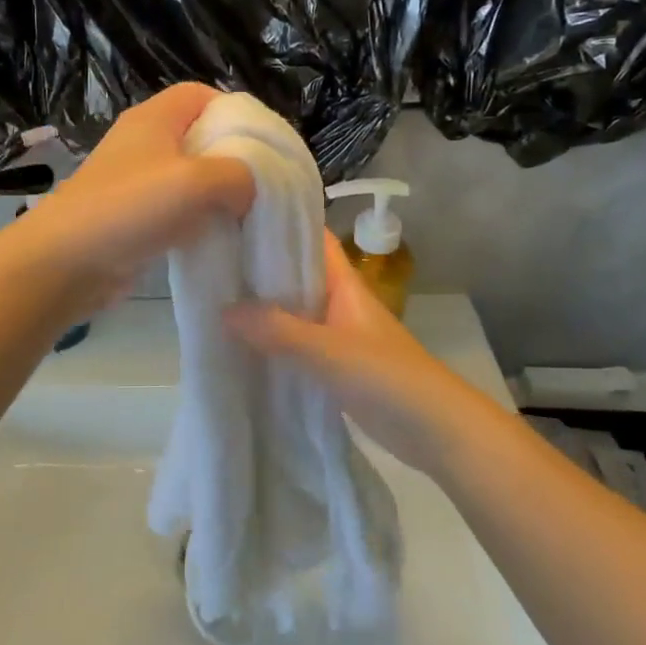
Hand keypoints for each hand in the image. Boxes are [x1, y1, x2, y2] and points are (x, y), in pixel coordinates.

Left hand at [17, 84, 256, 309]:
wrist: (66, 262)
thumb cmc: (131, 208)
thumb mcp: (197, 181)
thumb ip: (239, 175)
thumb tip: (251, 188)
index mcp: (154, 118)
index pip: (201, 94)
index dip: (235, 111)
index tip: (263, 143)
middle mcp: (143, 143)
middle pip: (198, 136)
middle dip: (232, 157)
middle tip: (263, 182)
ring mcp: (135, 182)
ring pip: (188, 177)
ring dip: (216, 193)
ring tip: (247, 212)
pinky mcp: (132, 217)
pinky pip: (175, 209)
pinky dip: (197, 219)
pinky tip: (216, 237)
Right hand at [226, 231, 508, 479]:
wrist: (434, 430)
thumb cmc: (386, 377)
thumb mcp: (327, 350)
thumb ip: (277, 330)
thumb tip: (222, 310)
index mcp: (344, 284)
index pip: (311, 239)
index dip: (279, 223)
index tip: (236, 214)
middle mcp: (339, 302)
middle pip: (296, 275)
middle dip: (259, 267)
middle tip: (211, 258)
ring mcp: (338, 335)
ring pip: (294, 311)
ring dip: (262, 307)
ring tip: (214, 298)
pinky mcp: (335, 366)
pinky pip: (296, 344)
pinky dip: (272, 342)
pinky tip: (241, 346)